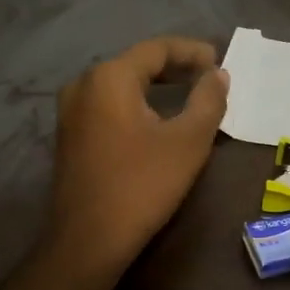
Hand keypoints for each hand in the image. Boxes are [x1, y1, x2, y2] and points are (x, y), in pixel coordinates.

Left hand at [48, 37, 229, 276]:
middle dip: (175, 67)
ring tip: (188, 95)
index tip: (220, 61)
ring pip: (121, 85)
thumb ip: (209, 100)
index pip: (156, 49)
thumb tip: (218, 75)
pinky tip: (157, 119)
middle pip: (136, 64)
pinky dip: (137, 104)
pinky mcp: (69, 135)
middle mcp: (83, 85)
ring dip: (156, 86)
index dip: (192, 51)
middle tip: (208, 77)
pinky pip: (108, 105)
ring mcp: (71, 111)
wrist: (89, 240)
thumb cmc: (143, 185)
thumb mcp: (188, 141)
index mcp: (109, 78)